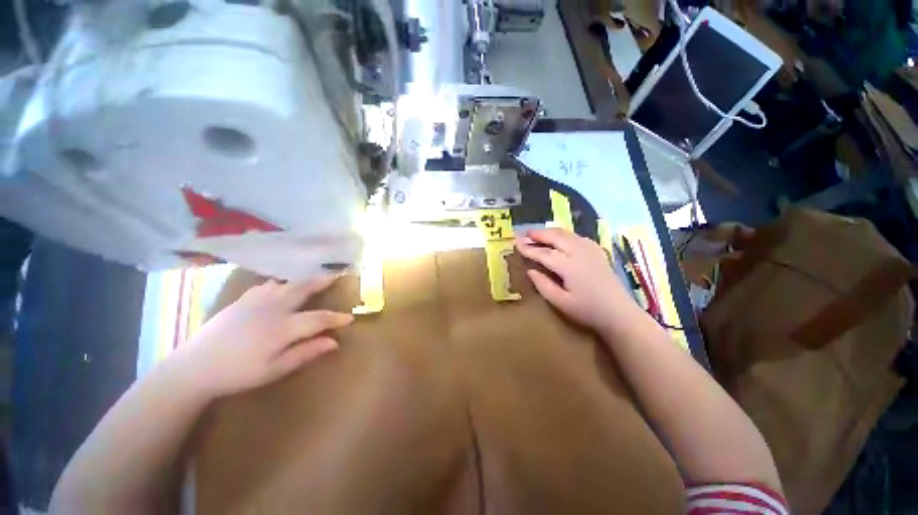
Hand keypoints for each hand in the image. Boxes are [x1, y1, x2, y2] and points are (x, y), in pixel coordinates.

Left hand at [171, 275, 352, 398]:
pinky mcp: (242, 300)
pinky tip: (280, 288)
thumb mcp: (274, 370)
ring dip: (302, 281)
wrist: (194, 367)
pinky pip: (267, 286)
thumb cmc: (238, 373)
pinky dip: (280, 284)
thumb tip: (333, 342)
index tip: (349, 318)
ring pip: (286, 284)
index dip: (336, 318)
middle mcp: (273, 308)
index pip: (319, 318)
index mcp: (283, 327)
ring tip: (313, 280)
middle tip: (335, 276)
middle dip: (322, 282)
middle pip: (303, 289)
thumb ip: (306, 353)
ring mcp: (256, 301)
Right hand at [515, 228, 640, 333]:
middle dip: (538, 234)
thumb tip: (529, 270)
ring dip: (549, 232)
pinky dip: (563, 234)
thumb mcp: (560, 302)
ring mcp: (590, 250)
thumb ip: (543, 285)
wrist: (619, 313)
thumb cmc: (587, 310)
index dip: (529, 249)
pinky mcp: (597, 251)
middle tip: (523, 233)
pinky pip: (576, 236)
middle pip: (555, 237)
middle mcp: (579, 253)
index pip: (544, 253)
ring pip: (566, 234)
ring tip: (536, 233)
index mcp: (569, 266)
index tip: (516, 244)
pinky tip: (559, 238)